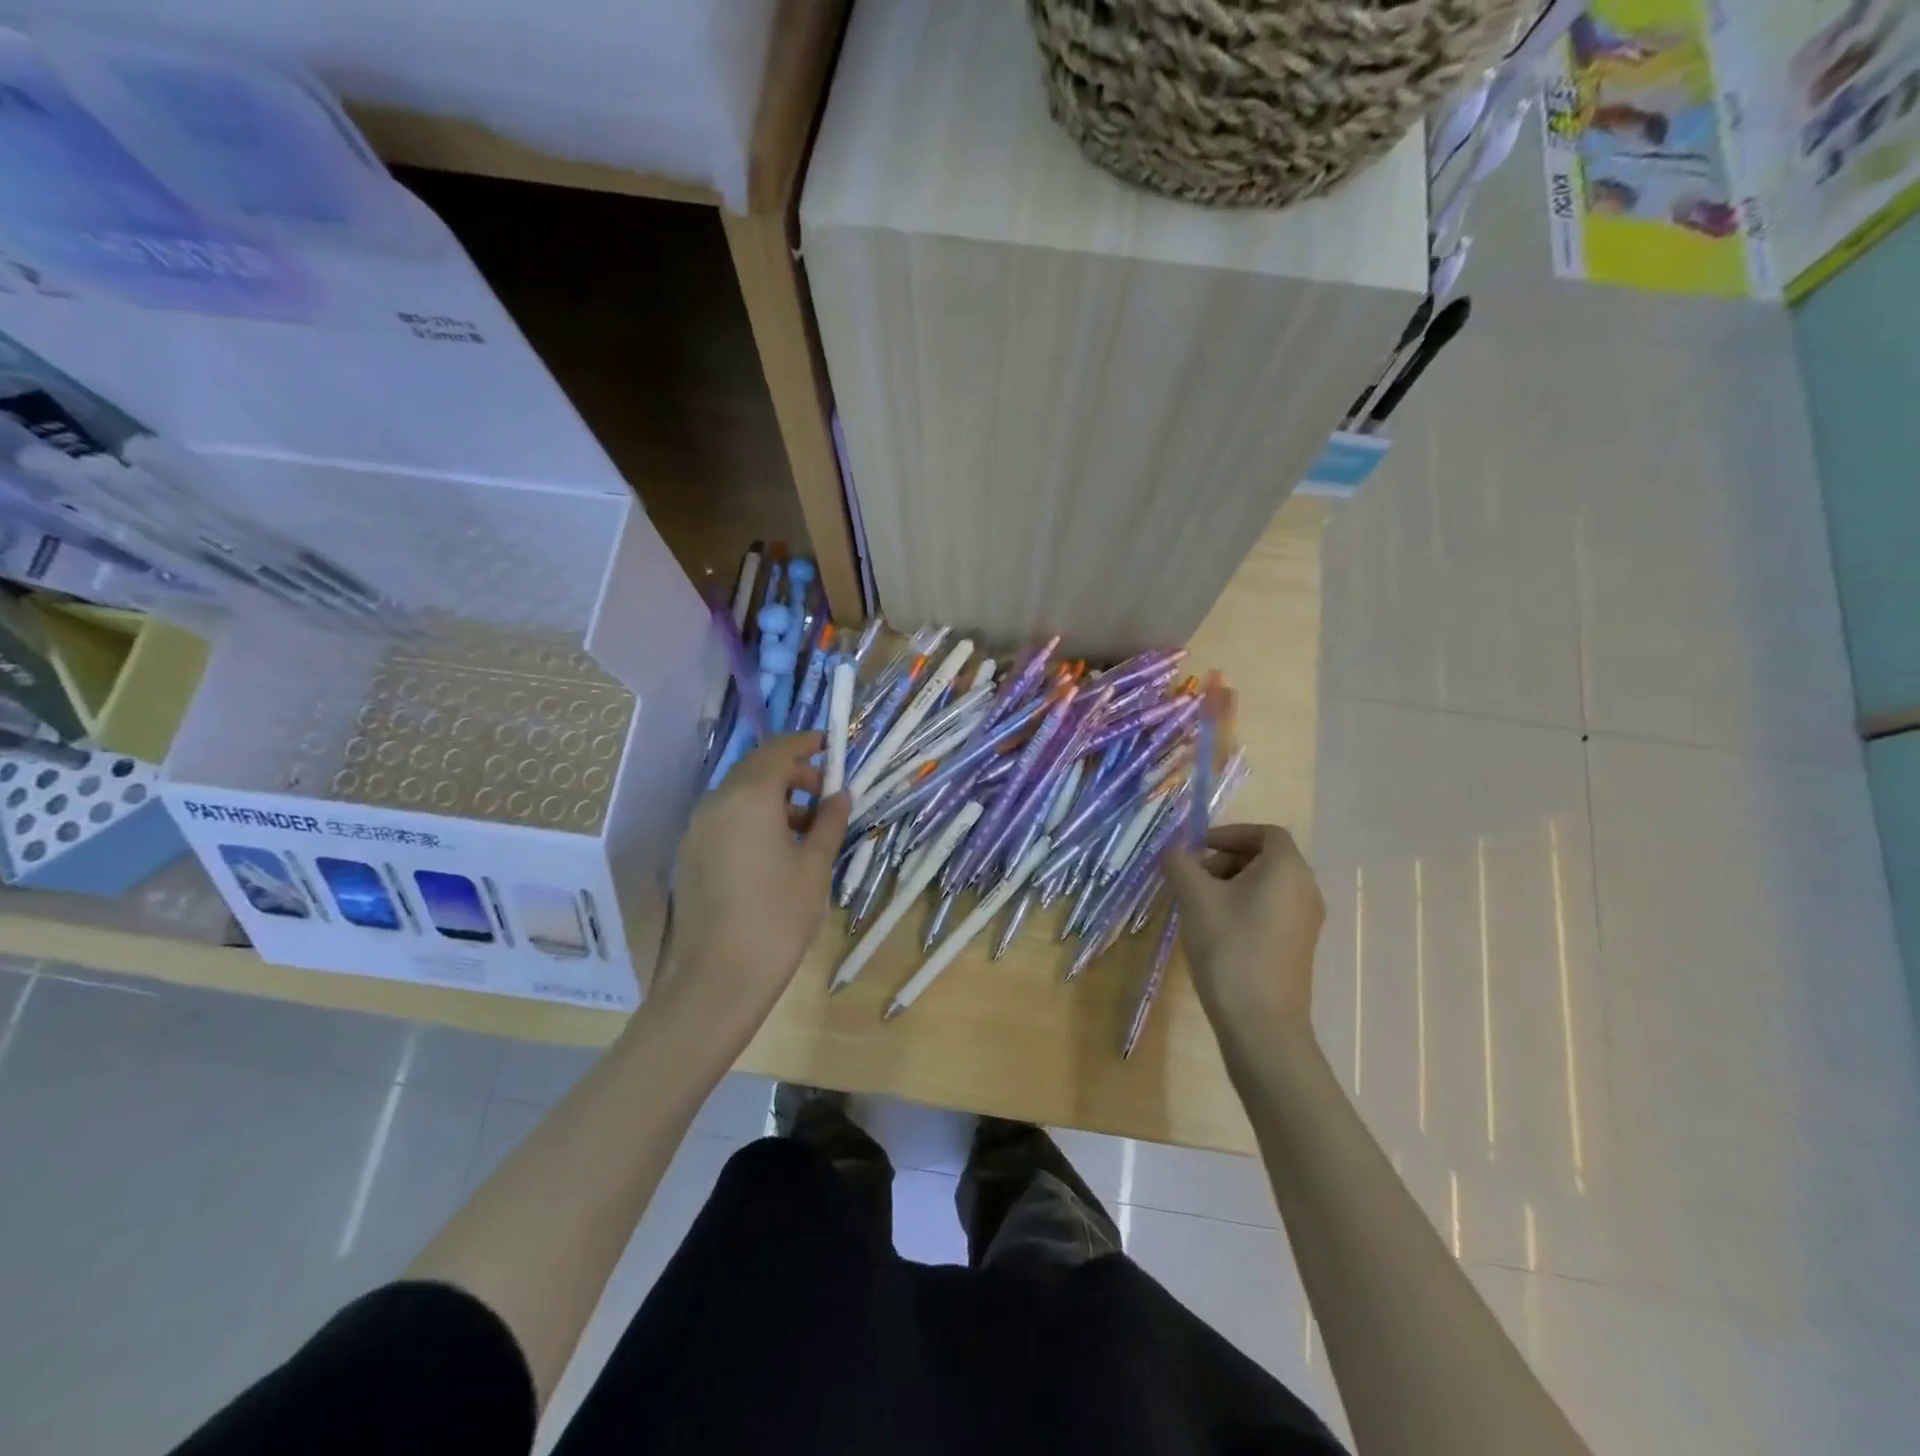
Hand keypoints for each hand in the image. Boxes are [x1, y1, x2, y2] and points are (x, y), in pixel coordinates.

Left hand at [651, 733, 849, 1044]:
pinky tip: (776, 849)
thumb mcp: (814, 867)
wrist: (717, 978)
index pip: (778, 750)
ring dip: (774, 798)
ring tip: (807, 828)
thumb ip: (829, 822)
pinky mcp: (689, 854)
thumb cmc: (777, 917)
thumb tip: (840, 794)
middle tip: (825, 793)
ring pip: (739, 795)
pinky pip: (725, 818)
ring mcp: (697, 828)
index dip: (806, 743)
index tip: (831, 746)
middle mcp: (715, 802)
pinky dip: (753, 817)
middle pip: (756, 769)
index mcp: (749, 797)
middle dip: (792, 773)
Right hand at [1163, 824, 1324, 1043]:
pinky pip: (1269, 910)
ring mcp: (1305, 921)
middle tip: (1192, 879)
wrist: (1261, 1023)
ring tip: (1197, 906)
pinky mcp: (1297, 946)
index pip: (1265, 833)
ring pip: (1265, 886)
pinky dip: (1242, 907)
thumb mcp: (1195, 898)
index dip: (1229, 833)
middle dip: (1225, 860)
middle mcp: (1305, 889)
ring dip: (1230, 885)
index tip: (1198, 849)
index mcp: (1288, 870)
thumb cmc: (1230, 948)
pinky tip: (1214, 931)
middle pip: (1264, 858)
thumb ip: (1180, 864)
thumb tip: (1174, 851)